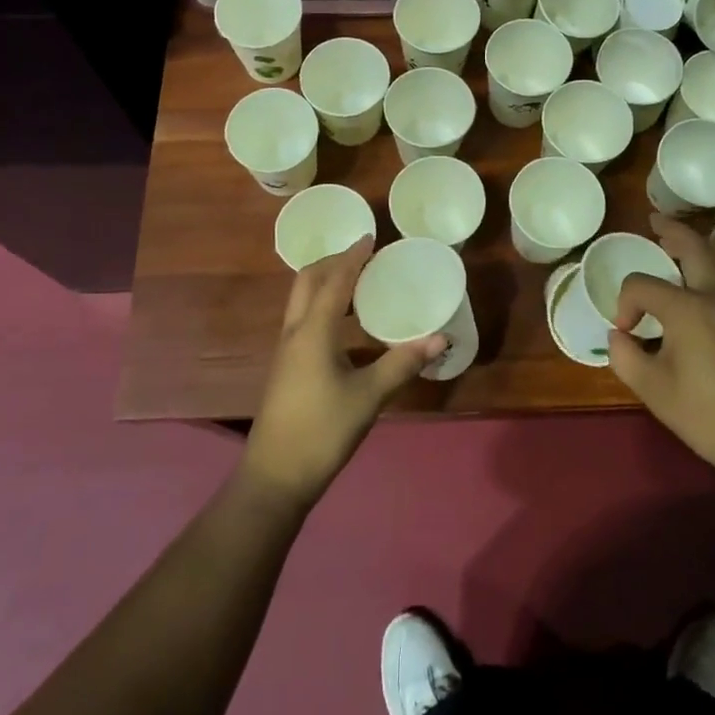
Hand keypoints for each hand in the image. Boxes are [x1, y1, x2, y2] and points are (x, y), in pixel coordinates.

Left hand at [241, 238, 445, 508]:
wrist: (275, 477)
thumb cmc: (322, 431)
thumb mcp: (368, 397)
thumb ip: (403, 364)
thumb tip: (439, 338)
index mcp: (313, 331)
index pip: (334, 280)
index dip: (353, 257)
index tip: (370, 238)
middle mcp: (294, 332)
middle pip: (307, 281)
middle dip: (333, 262)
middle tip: (363, 257)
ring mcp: (286, 350)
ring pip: (301, 300)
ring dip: (325, 283)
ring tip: (358, 283)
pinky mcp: (286, 367)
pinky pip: (303, 319)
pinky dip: (322, 305)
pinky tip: (345, 325)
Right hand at [610, 215, 714, 492]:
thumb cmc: (708, 416)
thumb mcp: (653, 390)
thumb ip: (625, 357)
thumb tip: (620, 336)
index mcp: (688, 309)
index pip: (642, 285)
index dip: (625, 305)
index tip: (626, 335)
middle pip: (694, 248)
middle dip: (672, 231)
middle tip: (653, 221)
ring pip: (714, 263)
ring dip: (691, 248)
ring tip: (669, 245)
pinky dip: (702, 270)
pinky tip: (690, 288)